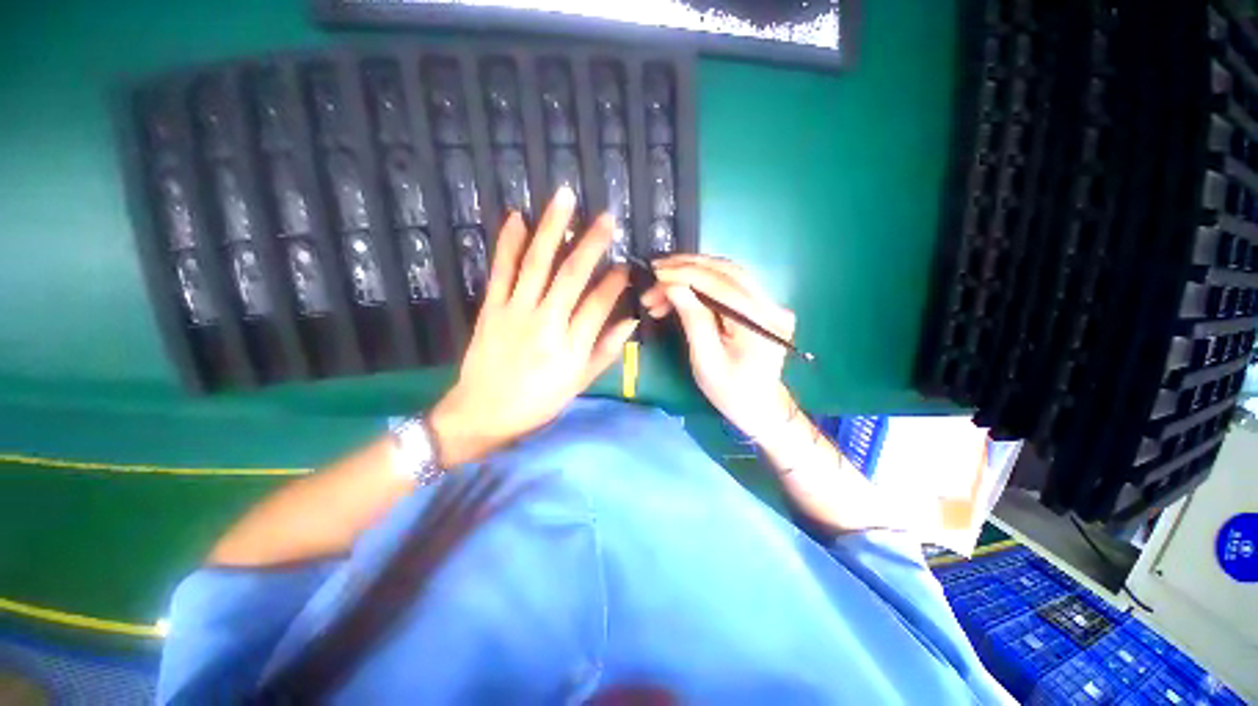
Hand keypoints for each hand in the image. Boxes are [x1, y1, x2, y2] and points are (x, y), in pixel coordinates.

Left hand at [430, 188, 637, 465]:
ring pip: (536, 263)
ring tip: (564, 198)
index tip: (625, 265)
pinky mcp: (491, 307)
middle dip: (592, 243)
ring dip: (552, 228)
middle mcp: (545, 322)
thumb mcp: (579, 383)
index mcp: (570, 346)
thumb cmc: (538, 402)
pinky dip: (508, 242)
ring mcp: (514, 311)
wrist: (482, 412)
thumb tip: (630, 321)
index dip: (615, 281)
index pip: (599, 303)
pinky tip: (517, 217)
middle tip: (607, 217)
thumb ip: (606, 351)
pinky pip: (501, 269)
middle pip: (571, 275)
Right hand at [640, 255, 798, 439]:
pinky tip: (682, 292)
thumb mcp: (705, 359)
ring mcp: (770, 304)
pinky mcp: (763, 306)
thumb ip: (693, 318)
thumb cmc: (730, 391)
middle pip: (726, 271)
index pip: (720, 284)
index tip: (656, 273)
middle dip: (687, 268)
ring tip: (663, 287)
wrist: (761, 406)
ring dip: (693, 274)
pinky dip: (703, 283)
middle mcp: (770, 306)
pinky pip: (730, 284)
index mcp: (758, 322)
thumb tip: (673, 285)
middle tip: (656, 274)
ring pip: (728, 273)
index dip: (685, 274)